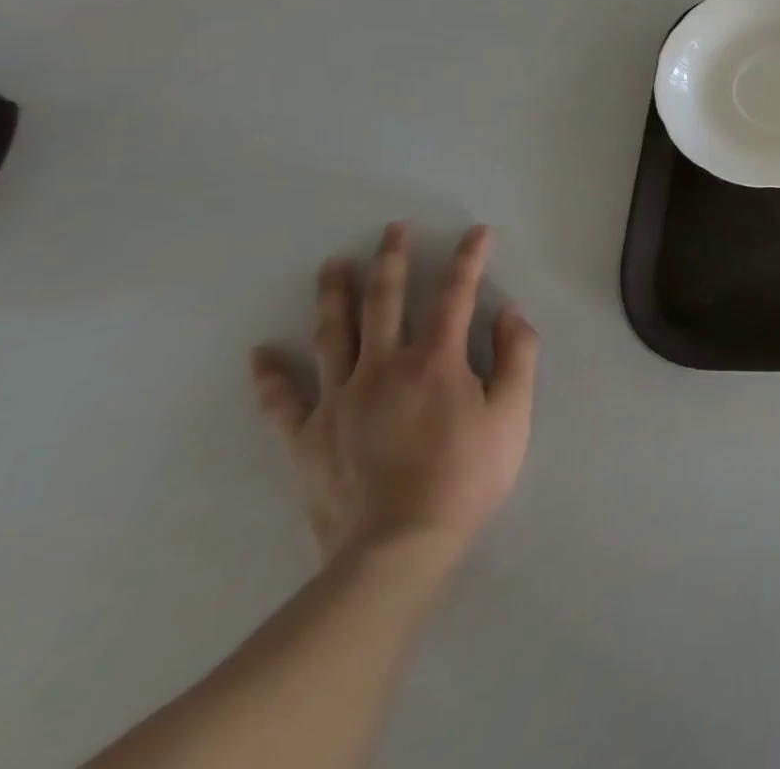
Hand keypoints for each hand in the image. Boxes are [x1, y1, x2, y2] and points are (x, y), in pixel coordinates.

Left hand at [248, 223, 538, 567]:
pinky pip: (283, 402)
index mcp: (436, 361)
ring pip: (334, 336)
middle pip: (385, 303)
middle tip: (392, 229)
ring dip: (335, 297)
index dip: (469, 259)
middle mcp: (383, 368)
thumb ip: (517, 355)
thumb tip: (509, 311)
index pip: (455, 295)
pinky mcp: (308, 438)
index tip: (477, 232)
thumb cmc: (468, 476)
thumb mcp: (514, 413)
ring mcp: (339, 402)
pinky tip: (261, 353)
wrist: (398, 549)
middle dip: (392, 261)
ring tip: (333, 265)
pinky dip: (271, 376)